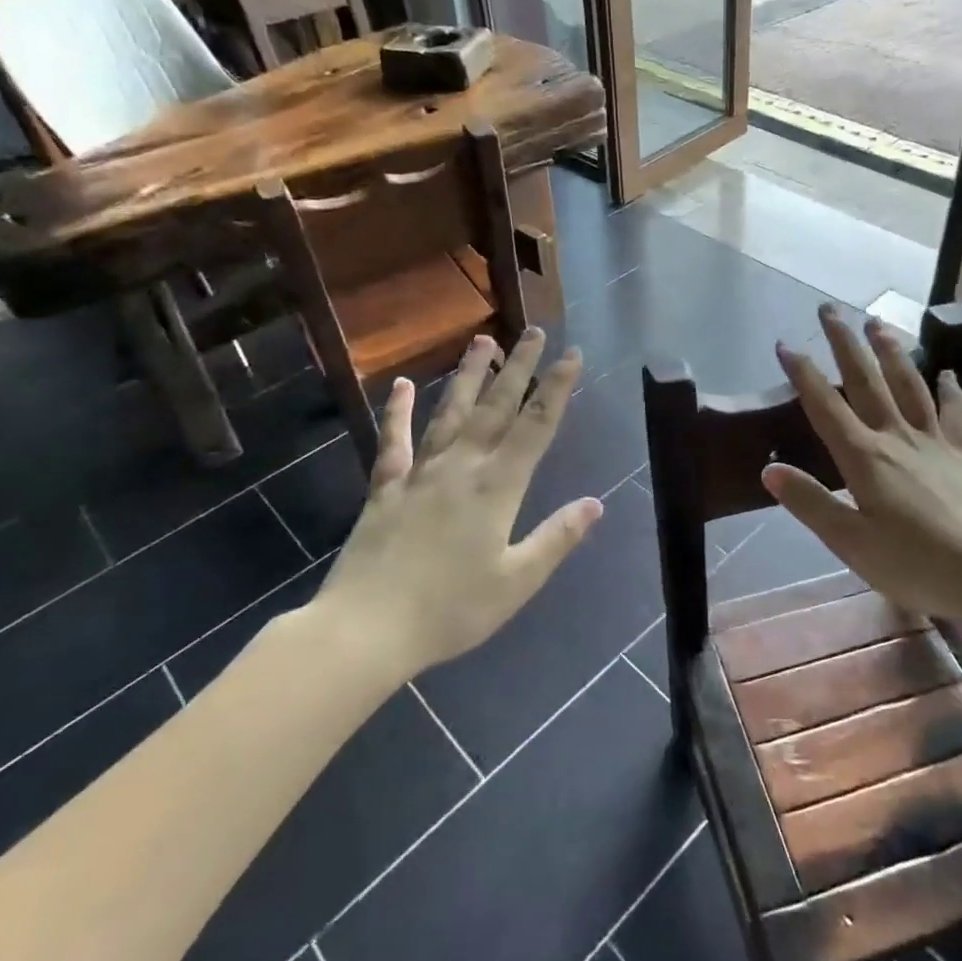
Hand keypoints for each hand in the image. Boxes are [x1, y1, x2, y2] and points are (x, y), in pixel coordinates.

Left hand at [310, 330, 601, 672]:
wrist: (366, 628)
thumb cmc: (450, 611)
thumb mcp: (516, 581)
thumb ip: (556, 538)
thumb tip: (595, 503)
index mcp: (497, 488)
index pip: (535, 426)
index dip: (557, 389)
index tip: (572, 355)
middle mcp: (461, 467)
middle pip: (496, 407)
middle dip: (520, 368)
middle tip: (535, 331)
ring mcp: (420, 473)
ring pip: (450, 412)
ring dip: (468, 375)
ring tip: (483, 341)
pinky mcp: (386, 487)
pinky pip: (394, 441)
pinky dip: (399, 411)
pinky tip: (404, 385)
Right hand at [762, 307, 961, 626]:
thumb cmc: (915, 565)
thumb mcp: (850, 543)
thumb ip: (810, 503)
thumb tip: (769, 469)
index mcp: (864, 458)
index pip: (825, 406)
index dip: (803, 373)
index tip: (784, 344)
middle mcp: (897, 437)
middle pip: (866, 380)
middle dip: (844, 342)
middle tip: (829, 310)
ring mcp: (934, 442)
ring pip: (909, 384)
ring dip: (890, 351)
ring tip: (877, 323)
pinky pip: (954, 412)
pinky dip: (949, 390)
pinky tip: (947, 373)